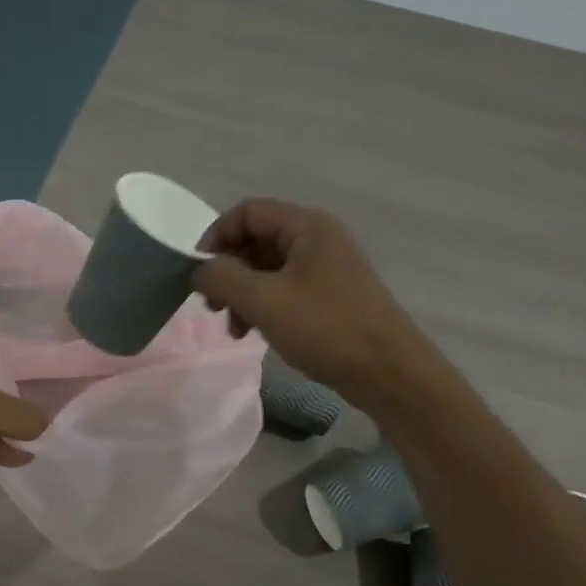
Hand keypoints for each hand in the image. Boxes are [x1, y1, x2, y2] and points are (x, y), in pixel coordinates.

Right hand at [194, 199, 425, 398]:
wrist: (387, 372)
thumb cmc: (325, 328)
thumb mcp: (263, 300)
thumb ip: (222, 277)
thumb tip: (200, 270)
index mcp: (306, 226)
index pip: (247, 212)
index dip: (216, 237)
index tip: (198, 273)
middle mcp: (318, 239)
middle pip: (257, 240)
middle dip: (228, 271)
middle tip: (211, 305)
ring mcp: (327, 268)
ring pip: (269, 269)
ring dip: (243, 294)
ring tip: (232, 328)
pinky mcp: (331, 296)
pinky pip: (285, 290)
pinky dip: (263, 306)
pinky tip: (253, 333)